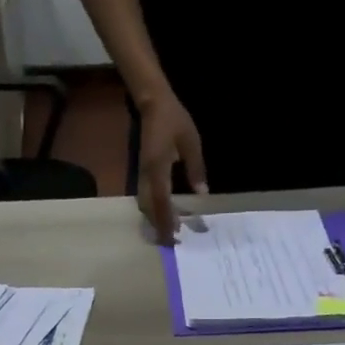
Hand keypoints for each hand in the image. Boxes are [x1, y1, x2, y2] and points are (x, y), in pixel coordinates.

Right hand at [137, 89, 207, 245]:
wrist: (152, 102)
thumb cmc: (173, 119)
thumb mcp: (191, 141)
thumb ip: (196, 168)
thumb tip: (202, 193)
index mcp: (158, 167)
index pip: (161, 200)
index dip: (167, 219)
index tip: (174, 235)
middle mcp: (147, 175)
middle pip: (150, 208)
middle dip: (159, 226)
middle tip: (172, 242)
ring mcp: (142, 175)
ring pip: (145, 205)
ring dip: (155, 220)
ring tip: (168, 232)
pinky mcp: (143, 173)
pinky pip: (146, 197)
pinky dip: (154, 210)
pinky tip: (164, 215)